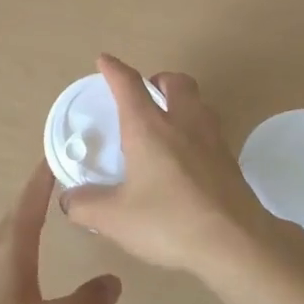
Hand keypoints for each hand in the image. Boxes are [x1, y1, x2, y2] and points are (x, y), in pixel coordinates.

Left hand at [0, 163, 121, 303]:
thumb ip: (86, 303)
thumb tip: (115, 280)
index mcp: (11, 247)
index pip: (31, 197)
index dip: (45, 172)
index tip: (59, 147)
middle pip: (19, 211)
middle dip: (41, 193)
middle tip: (68, 180)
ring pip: (8, 234)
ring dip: (28, 219)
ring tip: (52, 215)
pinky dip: (18, 243)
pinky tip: (27, 260)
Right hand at [61, 54, 292, 280]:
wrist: (235, 243)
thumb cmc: (169, 222)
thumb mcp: (115, 219)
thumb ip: (86, 206)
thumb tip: (69, 199)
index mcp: (149, 128)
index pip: (129, 86)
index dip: (115, 70)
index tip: (105, 60)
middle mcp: (183, 123)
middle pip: (175, 82)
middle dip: (158, 79)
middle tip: (146, 94)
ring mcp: (212, 140)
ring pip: (199, 102)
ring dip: (182, 101)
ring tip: (167, 121)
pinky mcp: (230, 161)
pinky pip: (211, 130)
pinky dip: (195, 130)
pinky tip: (188, 156)